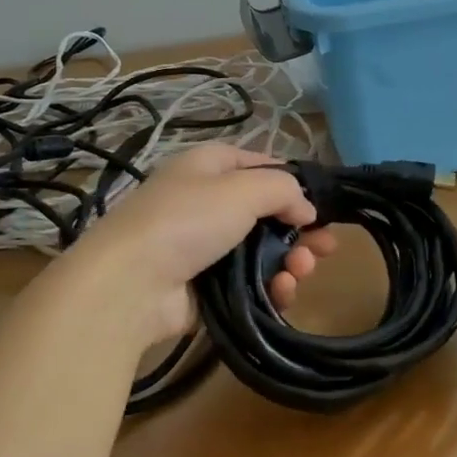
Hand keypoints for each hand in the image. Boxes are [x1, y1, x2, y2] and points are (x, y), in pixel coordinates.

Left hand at [59, 144, 339, 344]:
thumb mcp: (243, 189)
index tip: (320, 204)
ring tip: (302, 271)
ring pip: (263, 250)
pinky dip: (271, 286)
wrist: (130, 285)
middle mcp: (207, 202)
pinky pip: (250, 283)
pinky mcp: (206, 286)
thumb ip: (285, 190)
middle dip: (300, 230)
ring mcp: (206, 246)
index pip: (260, 164)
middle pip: (268, 212)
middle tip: (326, 248)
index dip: (292, 181)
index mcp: (209, 166)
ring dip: (291, 260)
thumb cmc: (188, 220)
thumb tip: (307, 210)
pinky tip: (284, 291)